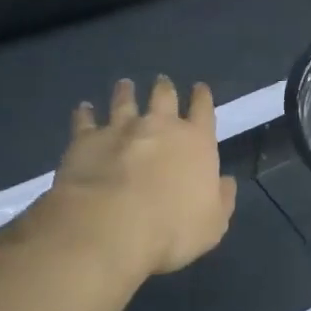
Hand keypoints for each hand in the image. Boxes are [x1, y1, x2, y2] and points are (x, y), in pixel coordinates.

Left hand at [48, 76, 237, 277]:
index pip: (203, 110)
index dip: (202, 98)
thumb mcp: (213, 224)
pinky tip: (84, 108)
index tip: (199, 88)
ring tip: (125, 85)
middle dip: (165, 88)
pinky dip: (85, 113)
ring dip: (125, 92)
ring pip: (124, 101)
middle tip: (162, 81)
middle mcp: (159, 126)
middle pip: (163, 97)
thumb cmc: (172, 229)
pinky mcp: (86, 140)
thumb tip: (226, 181)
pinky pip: (85, 120)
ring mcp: (120, 129)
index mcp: (196, 142)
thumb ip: (222, 199)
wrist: (111, 227)